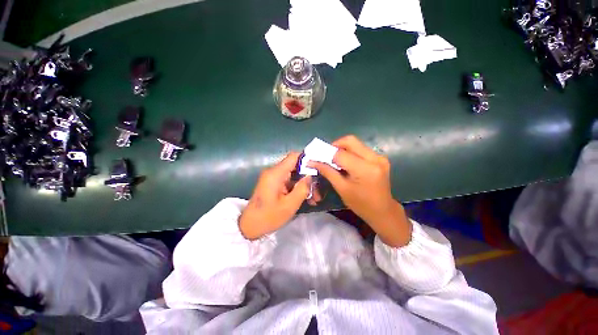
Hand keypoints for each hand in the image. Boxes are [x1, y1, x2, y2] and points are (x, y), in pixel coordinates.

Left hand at [239, 152, 311, 239]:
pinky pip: (289, 181)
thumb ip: (302, 188)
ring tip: (315, 198)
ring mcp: (273, 177)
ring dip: (304, 184)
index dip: (307, 158)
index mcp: (276, 173)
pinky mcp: (274, 183)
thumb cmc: (269, 217)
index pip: (294, 156)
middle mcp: (274, 171)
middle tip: (319, 189)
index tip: (319, 167)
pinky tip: (306, 198)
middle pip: (295, 166)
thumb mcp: (289, 205)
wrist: (250, 226)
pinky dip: (298, 187)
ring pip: (294, 174)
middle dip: (308, 176)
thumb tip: (310, 176)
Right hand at [310, 135, 411, 246]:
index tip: (317, 157)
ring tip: (335, 160)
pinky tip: (347, 163)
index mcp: (365, 169)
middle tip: (327, 156)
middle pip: (350, 141)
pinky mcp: (381, 158)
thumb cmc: (360, 204)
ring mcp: (379, 157)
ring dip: (343, 149)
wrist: (383, 211)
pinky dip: (351, 152)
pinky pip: (361, 149)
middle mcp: (374, 158)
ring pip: (356, 143)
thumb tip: (312, 162)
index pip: (340, 154)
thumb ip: (328, 172)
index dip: (326, 154)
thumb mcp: (341, 188)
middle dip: (335, 146)